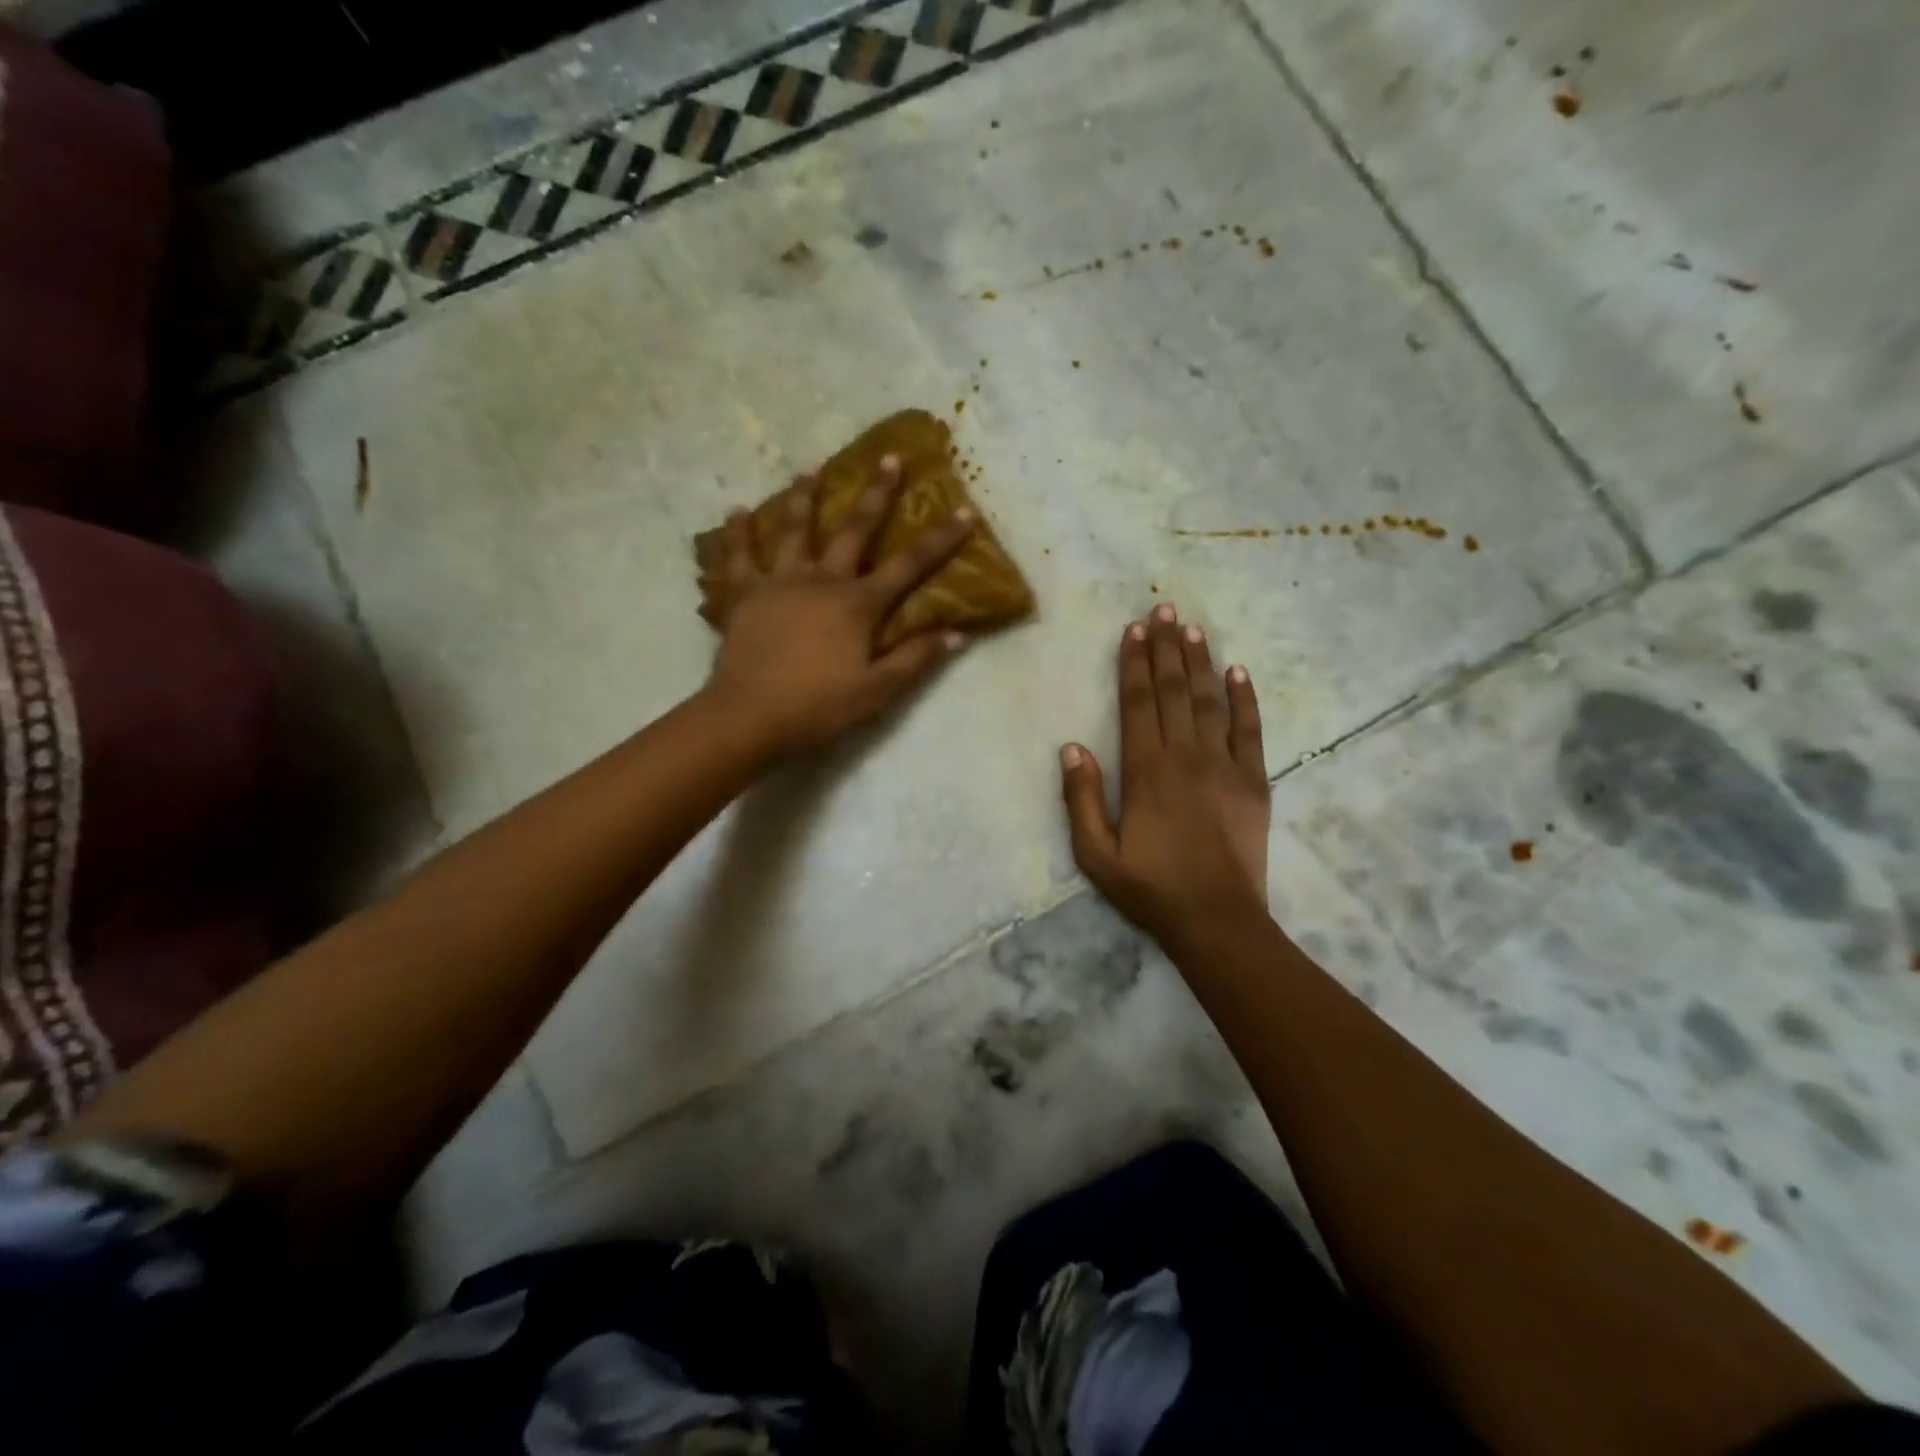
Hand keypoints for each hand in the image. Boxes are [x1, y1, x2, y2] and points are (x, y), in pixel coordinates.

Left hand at [703, 454, 973, 754]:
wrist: (749, 716)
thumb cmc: (818, 706)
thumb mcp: (877, 690)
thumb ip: (916, 658)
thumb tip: (957, 633)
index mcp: (857, 604)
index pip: (909, 565)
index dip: (939, 539)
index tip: (963, 511)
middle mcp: (821, 580)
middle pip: (854, 529)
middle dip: (876, 493)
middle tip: (889, 457)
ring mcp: (779, 581)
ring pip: (794, 529)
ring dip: (804, 497)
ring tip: (810, 468)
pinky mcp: (743, 594)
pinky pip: (739, 556)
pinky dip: (737, 532)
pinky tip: (735, 510)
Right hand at [1060, 603, 1271, 941]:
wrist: (1216, 919)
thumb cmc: (1150, 887)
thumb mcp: (1095, 853)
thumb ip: (1081, 798)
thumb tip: (1072, 747)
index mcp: (1146, 770)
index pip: (1138, 703)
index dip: (1134, 663)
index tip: (1133, 630)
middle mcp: (1185, 756)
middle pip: (1174, 690)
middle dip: (1166, 647)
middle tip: (1162, 608)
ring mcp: (1225, 765)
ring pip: (1210, 701)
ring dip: (1200, 661)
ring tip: (1191, 627)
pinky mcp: (1254, 781)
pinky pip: (1250, 730)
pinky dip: (1244, 699)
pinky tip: (1238, 672)